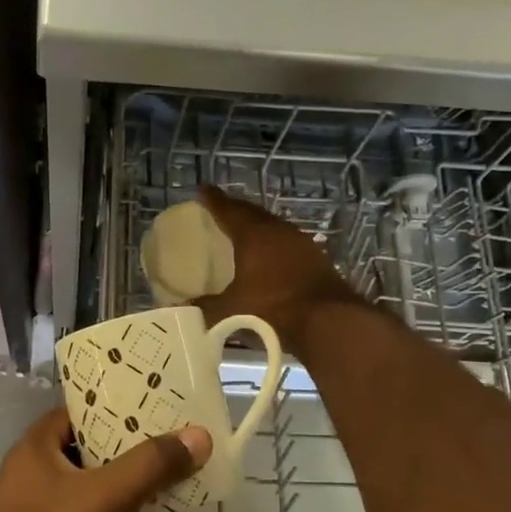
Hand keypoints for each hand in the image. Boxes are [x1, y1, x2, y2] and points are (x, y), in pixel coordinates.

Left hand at [0, 408, 211, 511]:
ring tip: (167, 505)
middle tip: (171, 458)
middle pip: (90, 455)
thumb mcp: (105, 500)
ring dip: (125, 500)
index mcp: (36, 449)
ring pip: (88, 497)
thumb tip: (198, 435)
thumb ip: (151, 466)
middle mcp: (30, 476)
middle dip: (131, 461)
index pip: (81, 412)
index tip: (156, 411)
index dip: (118, 409)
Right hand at [194, 185, 362, 353]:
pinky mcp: (316, 259)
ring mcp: (301, 243)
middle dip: (235, 209)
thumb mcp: (231, 311)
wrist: (329, 322)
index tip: (202, 189)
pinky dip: (273, 244)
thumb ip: (205, 307)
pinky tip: (270, 256)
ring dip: (257, 225)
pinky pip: (287, 243)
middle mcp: (278, 231)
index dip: (213, 200)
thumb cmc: (273, 309)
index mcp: (254, 235)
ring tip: (244, 231)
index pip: (228, 210)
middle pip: (253, 213)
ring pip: (273, 226)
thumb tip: (181, 307)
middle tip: (221, 208)